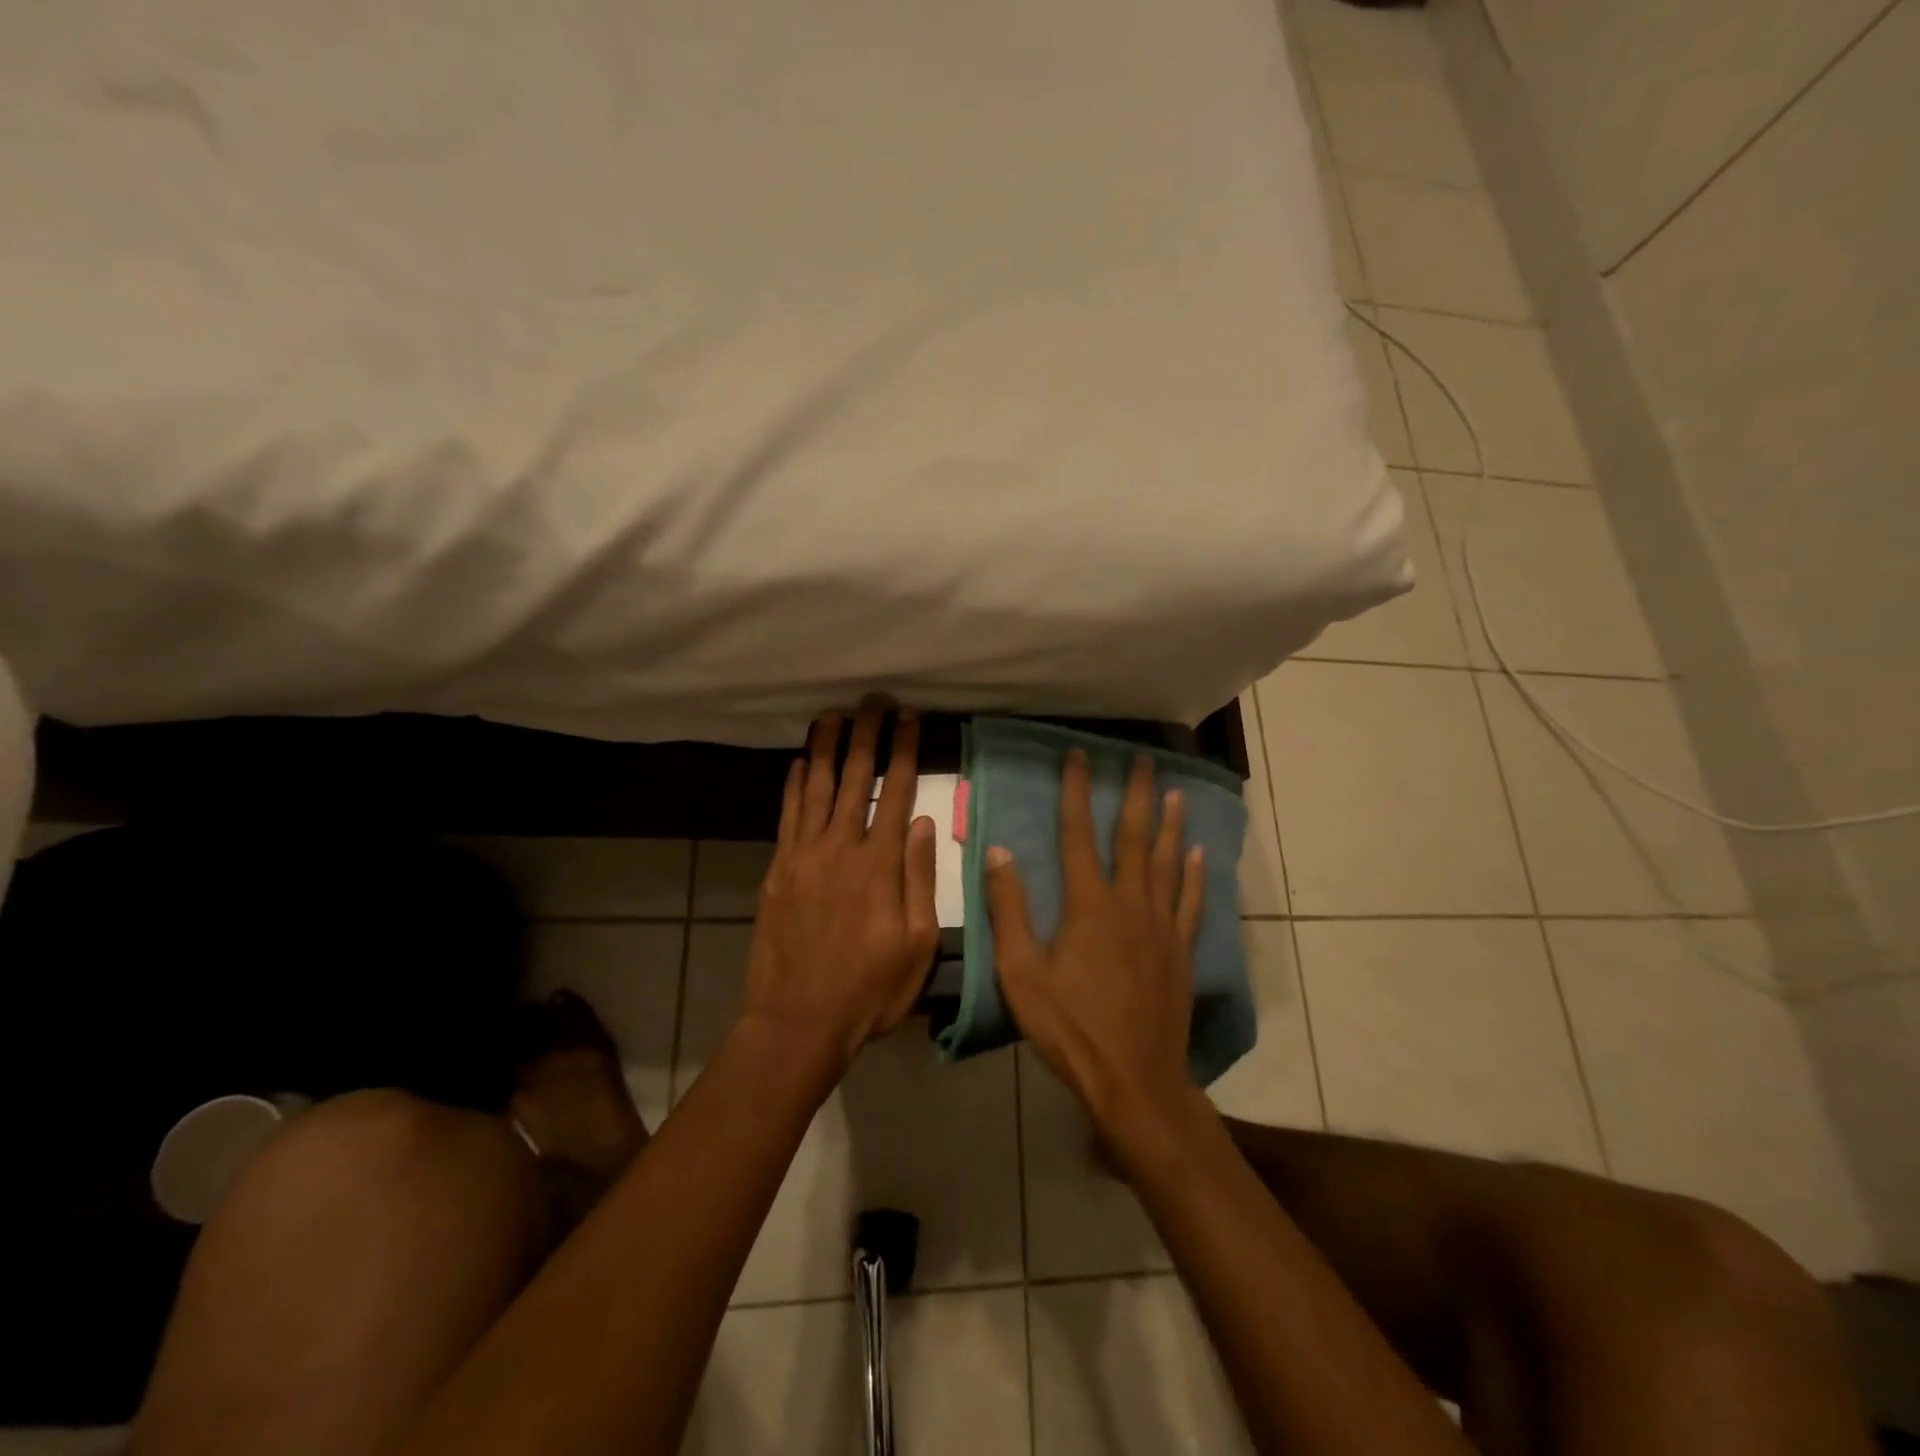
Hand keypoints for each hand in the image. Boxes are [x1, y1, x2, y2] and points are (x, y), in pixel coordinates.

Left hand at [743, 701, 940, 1070]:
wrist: (798, 1021)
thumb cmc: (869, 990)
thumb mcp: (917, 944)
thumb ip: (920, 879)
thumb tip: (926, 823)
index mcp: (880, 864)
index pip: (896, 792)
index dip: (904, 750)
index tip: (910, 718)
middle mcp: (840, 847)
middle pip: (855, 777)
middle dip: (867, 734)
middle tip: (873, 699)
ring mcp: (803, 856)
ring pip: (815, 787)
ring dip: (825, 747)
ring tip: (833, 714)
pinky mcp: (778, 870)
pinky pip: (787, 815)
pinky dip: (792, 784)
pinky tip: (797, 762)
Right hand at [985, 750, 1205, 1140]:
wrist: (1134, 1078)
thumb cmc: (1070, 1026)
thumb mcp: (1022, 972)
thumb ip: (1010, 910)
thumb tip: (1000, 852)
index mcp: (1088, 904)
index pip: (1078, 834)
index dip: (1076, 791)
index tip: (1079, 756)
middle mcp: (1130, 903)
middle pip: (1134, 837)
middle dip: (1136, 794)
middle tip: (1143, 759)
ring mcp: (1161, 926)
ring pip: (1169, 862)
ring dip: (1171, 824)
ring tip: (1174, 791)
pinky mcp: (1181, 951)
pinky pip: (1191, 902)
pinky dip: (1196, 874)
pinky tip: (1200, 854)